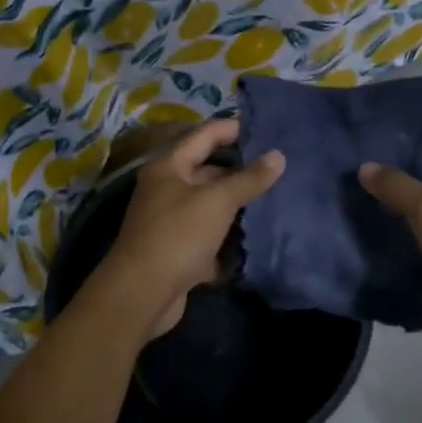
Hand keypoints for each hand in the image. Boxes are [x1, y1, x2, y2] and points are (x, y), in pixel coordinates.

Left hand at [98, 117, 284, 337]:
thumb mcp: (217, 201)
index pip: (203, 136)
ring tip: (274, 199)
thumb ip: (248, 179)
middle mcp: (166, 190)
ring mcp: (170, 222)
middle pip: (207, 171)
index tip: (264, 130)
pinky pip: (208, 236)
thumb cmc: (178, 235)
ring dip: (237, 205)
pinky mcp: (177, 251)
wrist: (143, 293)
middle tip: (277, 169)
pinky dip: (228, 237)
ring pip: (209, 206)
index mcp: (168, 167)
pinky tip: (255, 236)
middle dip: (239, 171)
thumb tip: (278, 156)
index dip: (232, 129)